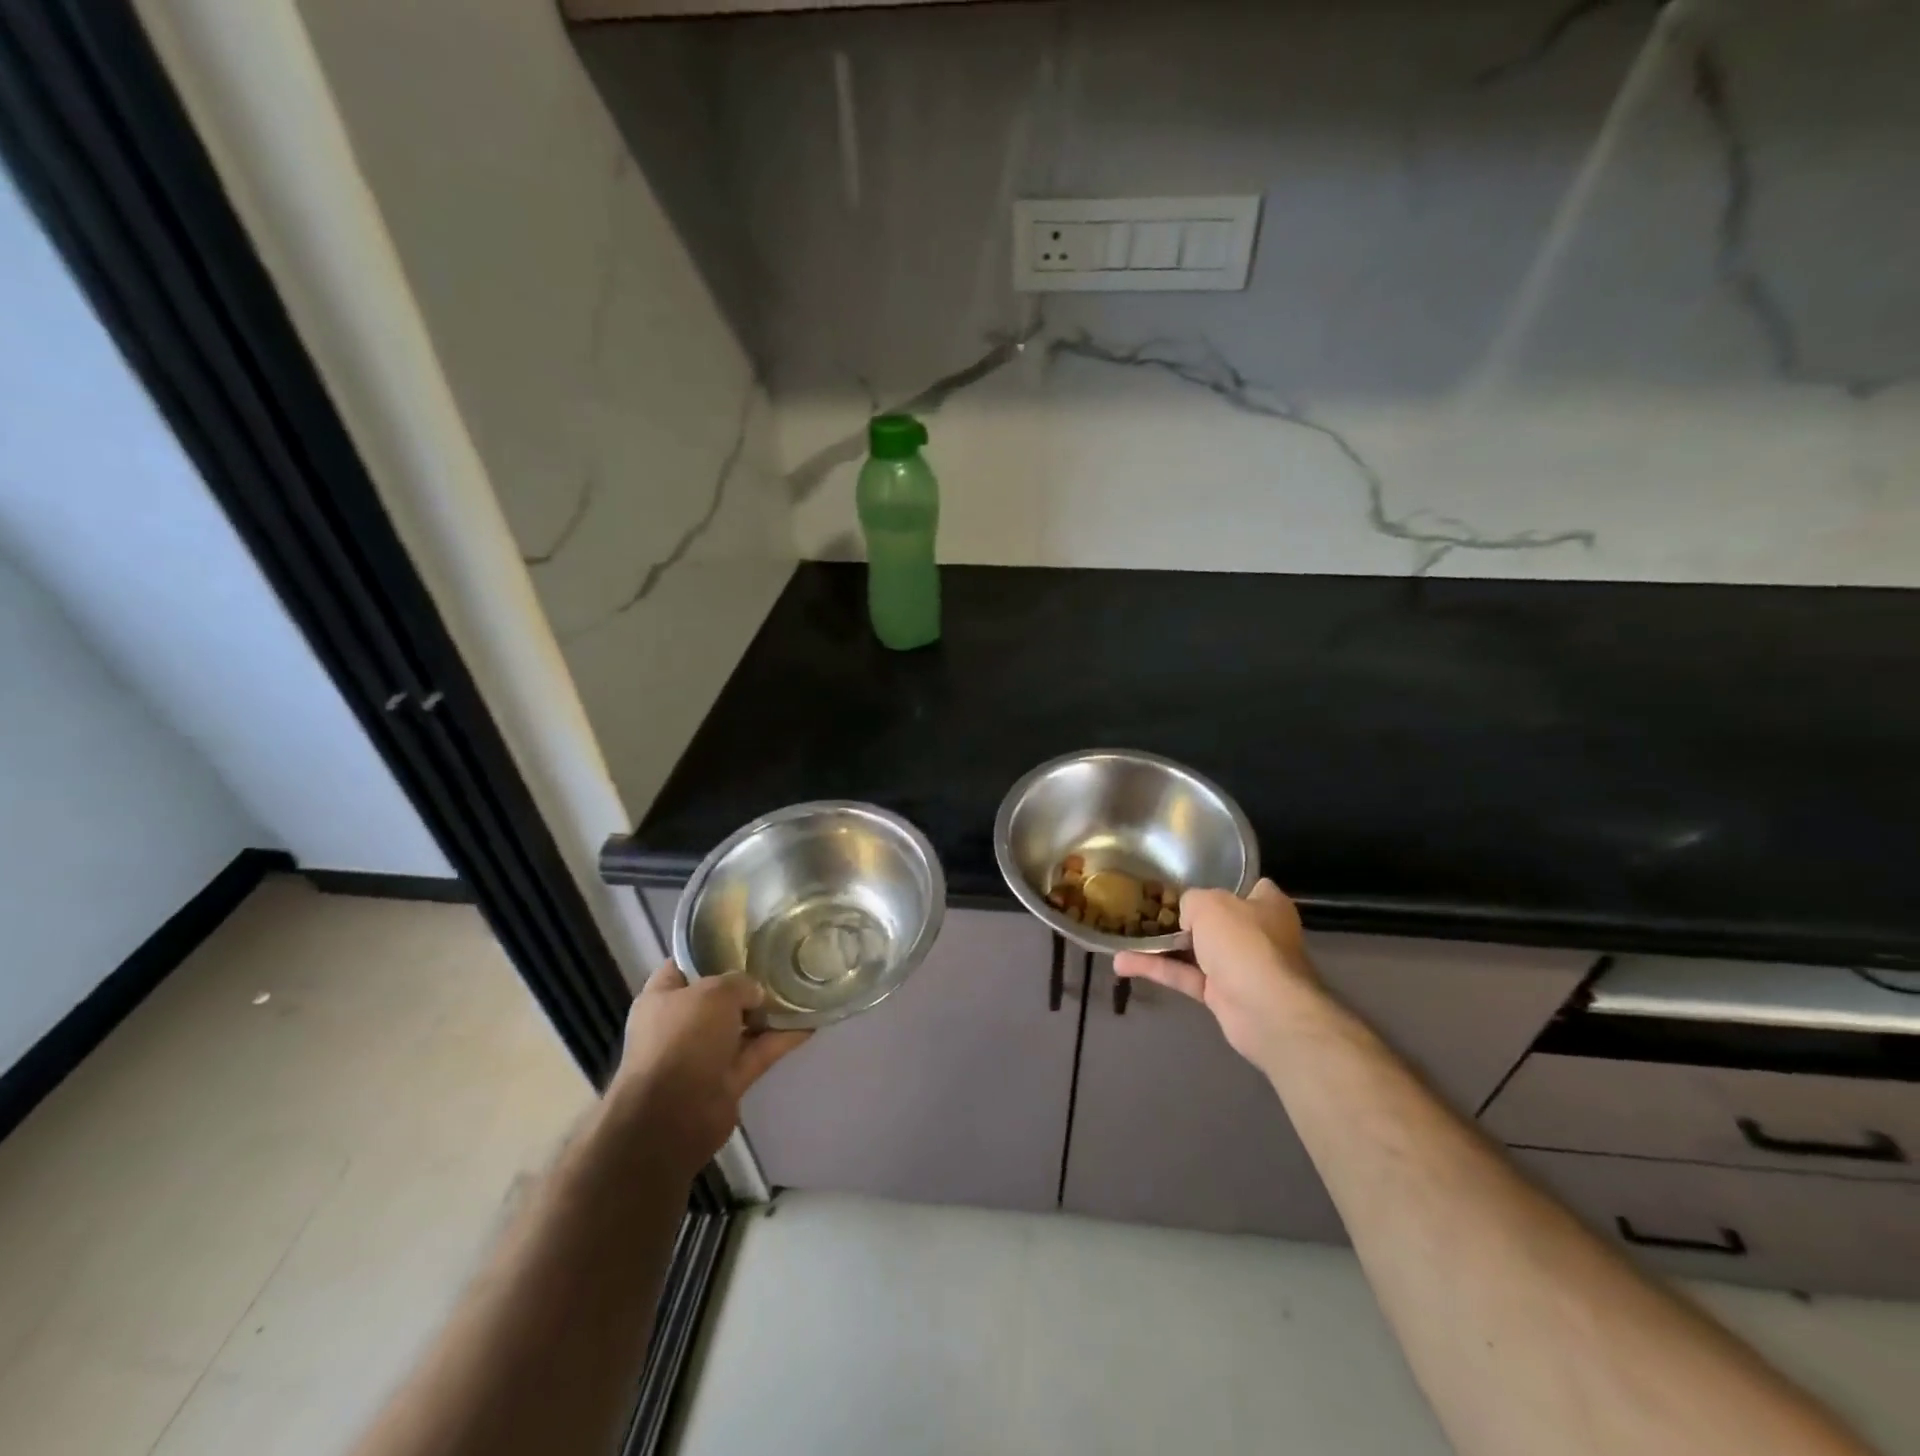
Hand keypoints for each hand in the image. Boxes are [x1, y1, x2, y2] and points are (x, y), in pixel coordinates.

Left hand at [606, 964, 807, 1174]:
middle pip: (719, 996)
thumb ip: (740, 983)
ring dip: (769, 1012)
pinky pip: (758, 1052)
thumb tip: (755, 994)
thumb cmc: (683, 1040)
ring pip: (743, 1025)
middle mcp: (681, 1023)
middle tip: (782, 961)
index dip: (711, 949)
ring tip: (803, 988)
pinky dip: (781, 1039)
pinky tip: (810, 1022)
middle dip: (748, 983)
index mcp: (663, 997)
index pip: (685, 964)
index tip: (745, 937)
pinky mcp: (728, 1079)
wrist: (672, 1117)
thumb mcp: (713, 993)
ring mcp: (704, 1053)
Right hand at [1115, 879, 1317, 1072]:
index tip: (1188, 881)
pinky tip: (1123, 963)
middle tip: (1148, 907)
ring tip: (1124, 936)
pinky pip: (1184, 976)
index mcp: (1266, 905)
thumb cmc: (1244, 942)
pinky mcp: (1222, 995)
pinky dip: (1157, 969)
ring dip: (1160, 946)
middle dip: (1183, 917)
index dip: (1220, 883)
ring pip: (1194, 951)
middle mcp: (1257, 934)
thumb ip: (1191, 901)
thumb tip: (1186, 916)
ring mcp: (1239, 966)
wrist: (1266, 1010)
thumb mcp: (1209, 904)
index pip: (1247, 887)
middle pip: (1215, 920)